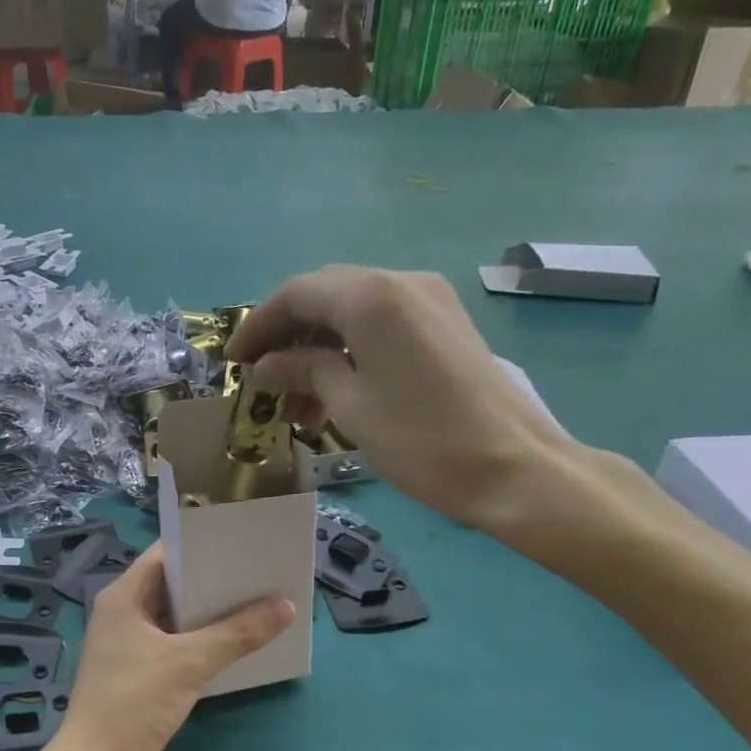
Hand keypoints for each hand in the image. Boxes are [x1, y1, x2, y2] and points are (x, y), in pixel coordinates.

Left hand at [49, 545, 293, 750]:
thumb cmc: (133, 703)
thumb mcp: (189, 663)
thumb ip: (237, 633)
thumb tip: (285, 606)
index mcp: (123, 598)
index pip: (165, 555)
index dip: (202, 544)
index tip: (242, 540)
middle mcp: (124, 615)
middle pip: (174, 586)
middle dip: (215, 581)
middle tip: (261, 572)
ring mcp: (131, 648)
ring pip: (178, 620)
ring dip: (213, 615)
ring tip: (260, 603)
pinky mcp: (142, 677)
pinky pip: (178, 648)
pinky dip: (204, 644)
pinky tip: (239, 645)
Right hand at [227, 267, 590, 546]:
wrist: (516, 468)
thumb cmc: (422, 440)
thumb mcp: (350, 406)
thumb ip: (304, 371)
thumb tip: (267, 364)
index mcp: (370, 297)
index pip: (296, 294)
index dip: (258, 326)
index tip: (234, 362)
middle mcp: (400, 282)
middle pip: (325, 296)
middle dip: (288, 335)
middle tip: (262, 378)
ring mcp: (429, 300)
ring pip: (354, 312)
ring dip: (319, 347)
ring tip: (297, 400)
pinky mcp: (446, 324)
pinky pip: (383, 324)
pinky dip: (352, 350)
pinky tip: (336, 390)